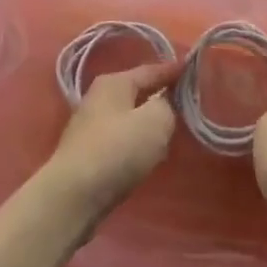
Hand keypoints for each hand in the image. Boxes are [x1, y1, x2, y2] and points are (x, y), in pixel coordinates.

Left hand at [44, 62, 181, 224]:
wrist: (73, 197)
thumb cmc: (117, 150)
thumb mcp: (156, 120)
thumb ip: (167, 105)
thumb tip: (163, 105)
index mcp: (114, 82)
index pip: (151, 70)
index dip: (174, 71)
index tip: (193, 70)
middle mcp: (98, 98)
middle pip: (138, 93)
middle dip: (160, 97)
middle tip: (185, 103)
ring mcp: (90, 127)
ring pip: (129, 118)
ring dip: (147, 124)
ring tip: (169, 131)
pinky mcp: (87, 155)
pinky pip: (120, 141)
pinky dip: (135, 144)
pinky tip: (147, 156)